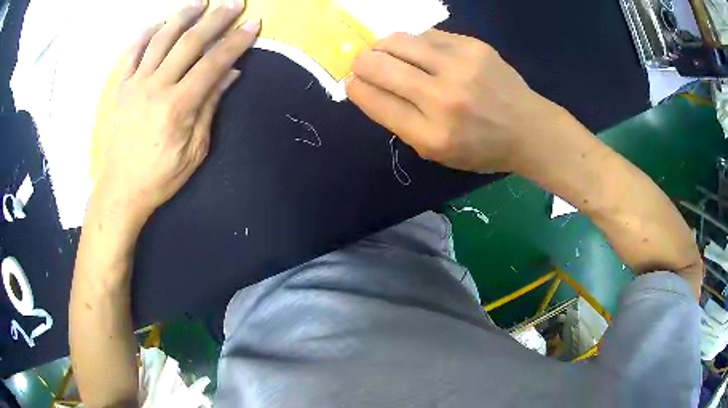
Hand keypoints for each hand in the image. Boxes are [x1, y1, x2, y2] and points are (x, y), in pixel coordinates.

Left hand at [91, 1, 260, 223]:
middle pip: (189, 43)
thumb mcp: (194, 150)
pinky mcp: (120, 88)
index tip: (254, 25)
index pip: (213, 63)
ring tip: (200, 2)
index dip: (236, 42)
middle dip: (215, 20)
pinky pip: (133, 54)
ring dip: (183, 17)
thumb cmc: (160, 177)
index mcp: (177, 106)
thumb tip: (229, 74)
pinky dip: (146, 34)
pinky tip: (159, 23)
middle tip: (233, 3)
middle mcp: (155, 87)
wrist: (120, 190)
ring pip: (161, 39)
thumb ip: (209, 107)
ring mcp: (135, 84)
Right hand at [346, 30, 565, 172]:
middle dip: (361, 62)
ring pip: (396, 41)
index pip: (372, 99)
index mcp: (430, 135)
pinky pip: (425, 34)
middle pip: (377, 64)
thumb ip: (400, 121)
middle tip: (365, 64)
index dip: (354, 86)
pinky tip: (425, 54)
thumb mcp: (436, 152)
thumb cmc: (481, 148)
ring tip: (391, 55)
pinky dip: (416, 44)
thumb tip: (366, 85)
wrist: (528, 129)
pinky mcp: (473, 46)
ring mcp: (460, 66)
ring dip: (383, 47)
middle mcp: (442, 98)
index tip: (352, 81)